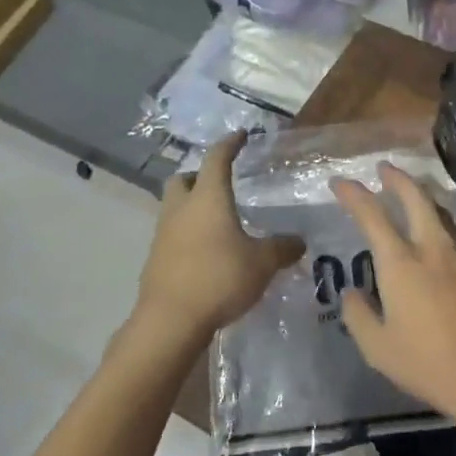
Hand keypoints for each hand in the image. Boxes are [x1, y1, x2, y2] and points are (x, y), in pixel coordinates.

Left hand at [135, 131, 303, 346]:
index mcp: (208, 198)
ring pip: (174, 207)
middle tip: (220, 184)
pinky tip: (207, 252)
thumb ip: (282, 248)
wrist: (171, 320)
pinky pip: (172, 235)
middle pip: (183, 179)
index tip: (240, 136)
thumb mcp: (262, 263)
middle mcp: (181, 208)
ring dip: (192, 207)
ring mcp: (163, 234)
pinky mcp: (156, 259)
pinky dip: (188, 235)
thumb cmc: (219, 278)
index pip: (217, 158)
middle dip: (199, 176)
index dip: (230, 144)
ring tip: (218, 221)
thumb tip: (299, 242)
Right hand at [331, 163, 455, 444]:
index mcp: (401, 263)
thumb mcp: (379, 349)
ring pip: (439, 212)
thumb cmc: (430, 365)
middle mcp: (431, 249)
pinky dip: (437, 218)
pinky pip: (452, 231)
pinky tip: (433, 230)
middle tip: (384, 168)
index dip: (354, 195)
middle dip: (397, 178)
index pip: (373, 215)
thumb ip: (360, 316)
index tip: (339, 182)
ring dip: (420, 195)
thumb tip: (352, 292)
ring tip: (408, 191)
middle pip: (416, 198)